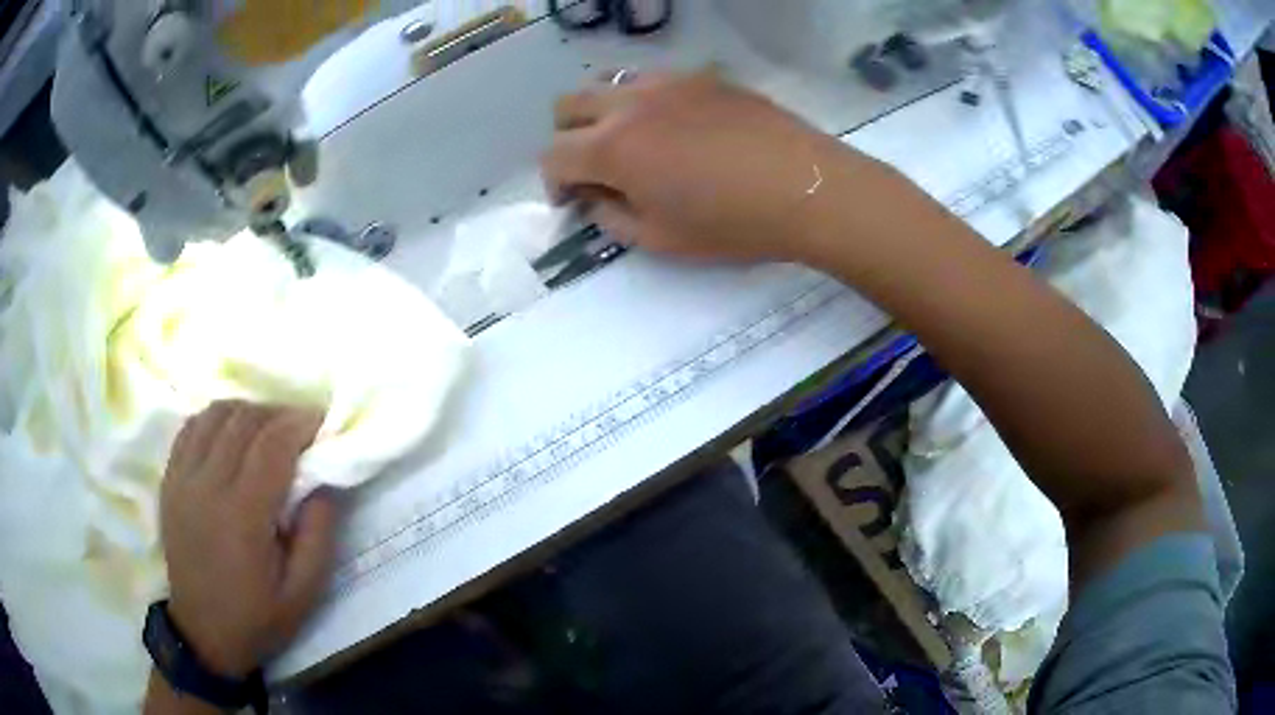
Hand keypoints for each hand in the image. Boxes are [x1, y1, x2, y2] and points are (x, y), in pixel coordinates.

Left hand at [160, 401, 340, 677]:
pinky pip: (191, 427)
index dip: (300, 423)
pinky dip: (216, 419)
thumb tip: (324, 481)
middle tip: (300, 428)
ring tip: (267, 430)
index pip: (272, 444)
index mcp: (243, 516)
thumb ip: (318, 535)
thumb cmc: (257, 618)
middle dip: (279, 414)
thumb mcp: (303, 593)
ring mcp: (182, 479)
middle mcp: (207, 486)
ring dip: (248, 412)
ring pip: (215, 414)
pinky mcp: (169, 480)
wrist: (203, 632)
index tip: (322, 422)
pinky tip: (231, 435)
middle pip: (244, 420)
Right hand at [541, 71, 867, 262]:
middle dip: (567, 138)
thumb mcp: (660, 239)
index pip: (553, 156)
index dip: (554, 183)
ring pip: (609, 83)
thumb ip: (612, 217)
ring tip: (631, 141)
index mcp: (611, 147)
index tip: (572, 202)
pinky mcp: (703, 76)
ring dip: (602, 112)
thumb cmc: (732, 223)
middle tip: (593, 168)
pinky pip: (654, 80)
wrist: (807, 187)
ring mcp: (668, 82)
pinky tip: (676, 127)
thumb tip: (595, 198)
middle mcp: (629, 103)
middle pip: (568, 105)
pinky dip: (645, 102)